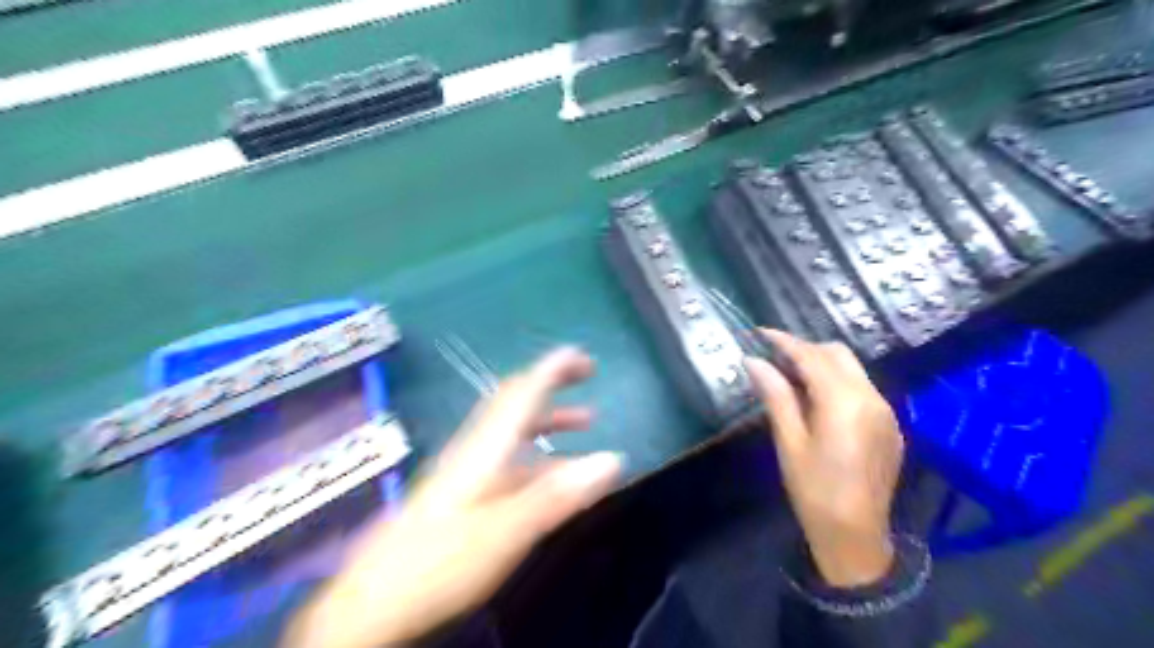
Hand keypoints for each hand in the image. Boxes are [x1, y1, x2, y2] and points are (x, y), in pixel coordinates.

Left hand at [283, 349, 621, 647]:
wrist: (371, 606)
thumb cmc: (437, 563)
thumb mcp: (505, 531)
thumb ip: (556, 494)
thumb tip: (612, 458)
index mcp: (484, 449)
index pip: (521, 393)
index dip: (551, 369)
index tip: (580, 353)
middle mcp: (476, 450)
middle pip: (516, 403)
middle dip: (552, 383)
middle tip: (587, 374)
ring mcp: (468, 472)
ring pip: (514, 432)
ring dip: (551, 419)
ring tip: (586, 420)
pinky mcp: (464, 495)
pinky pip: (509, 460)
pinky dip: (539, 455)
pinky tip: (553, 474)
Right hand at [743, 328, 906, 586]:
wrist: (856, 536)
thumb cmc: (814, 490)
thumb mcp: (789, 442)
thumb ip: (775, 396)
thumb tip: (754, 362)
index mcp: (844, 402)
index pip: (811, 356)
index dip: (784, 341)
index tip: (760, 333)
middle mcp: (872, 397)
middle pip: (837, 354)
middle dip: (805, 349)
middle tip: (774, 358)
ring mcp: (886, 411)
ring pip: (852, 369)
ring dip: (822, 364)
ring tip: (791, 377)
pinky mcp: (890, 425)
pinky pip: (862, 388)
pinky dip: (838, 382)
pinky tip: (817, 401)